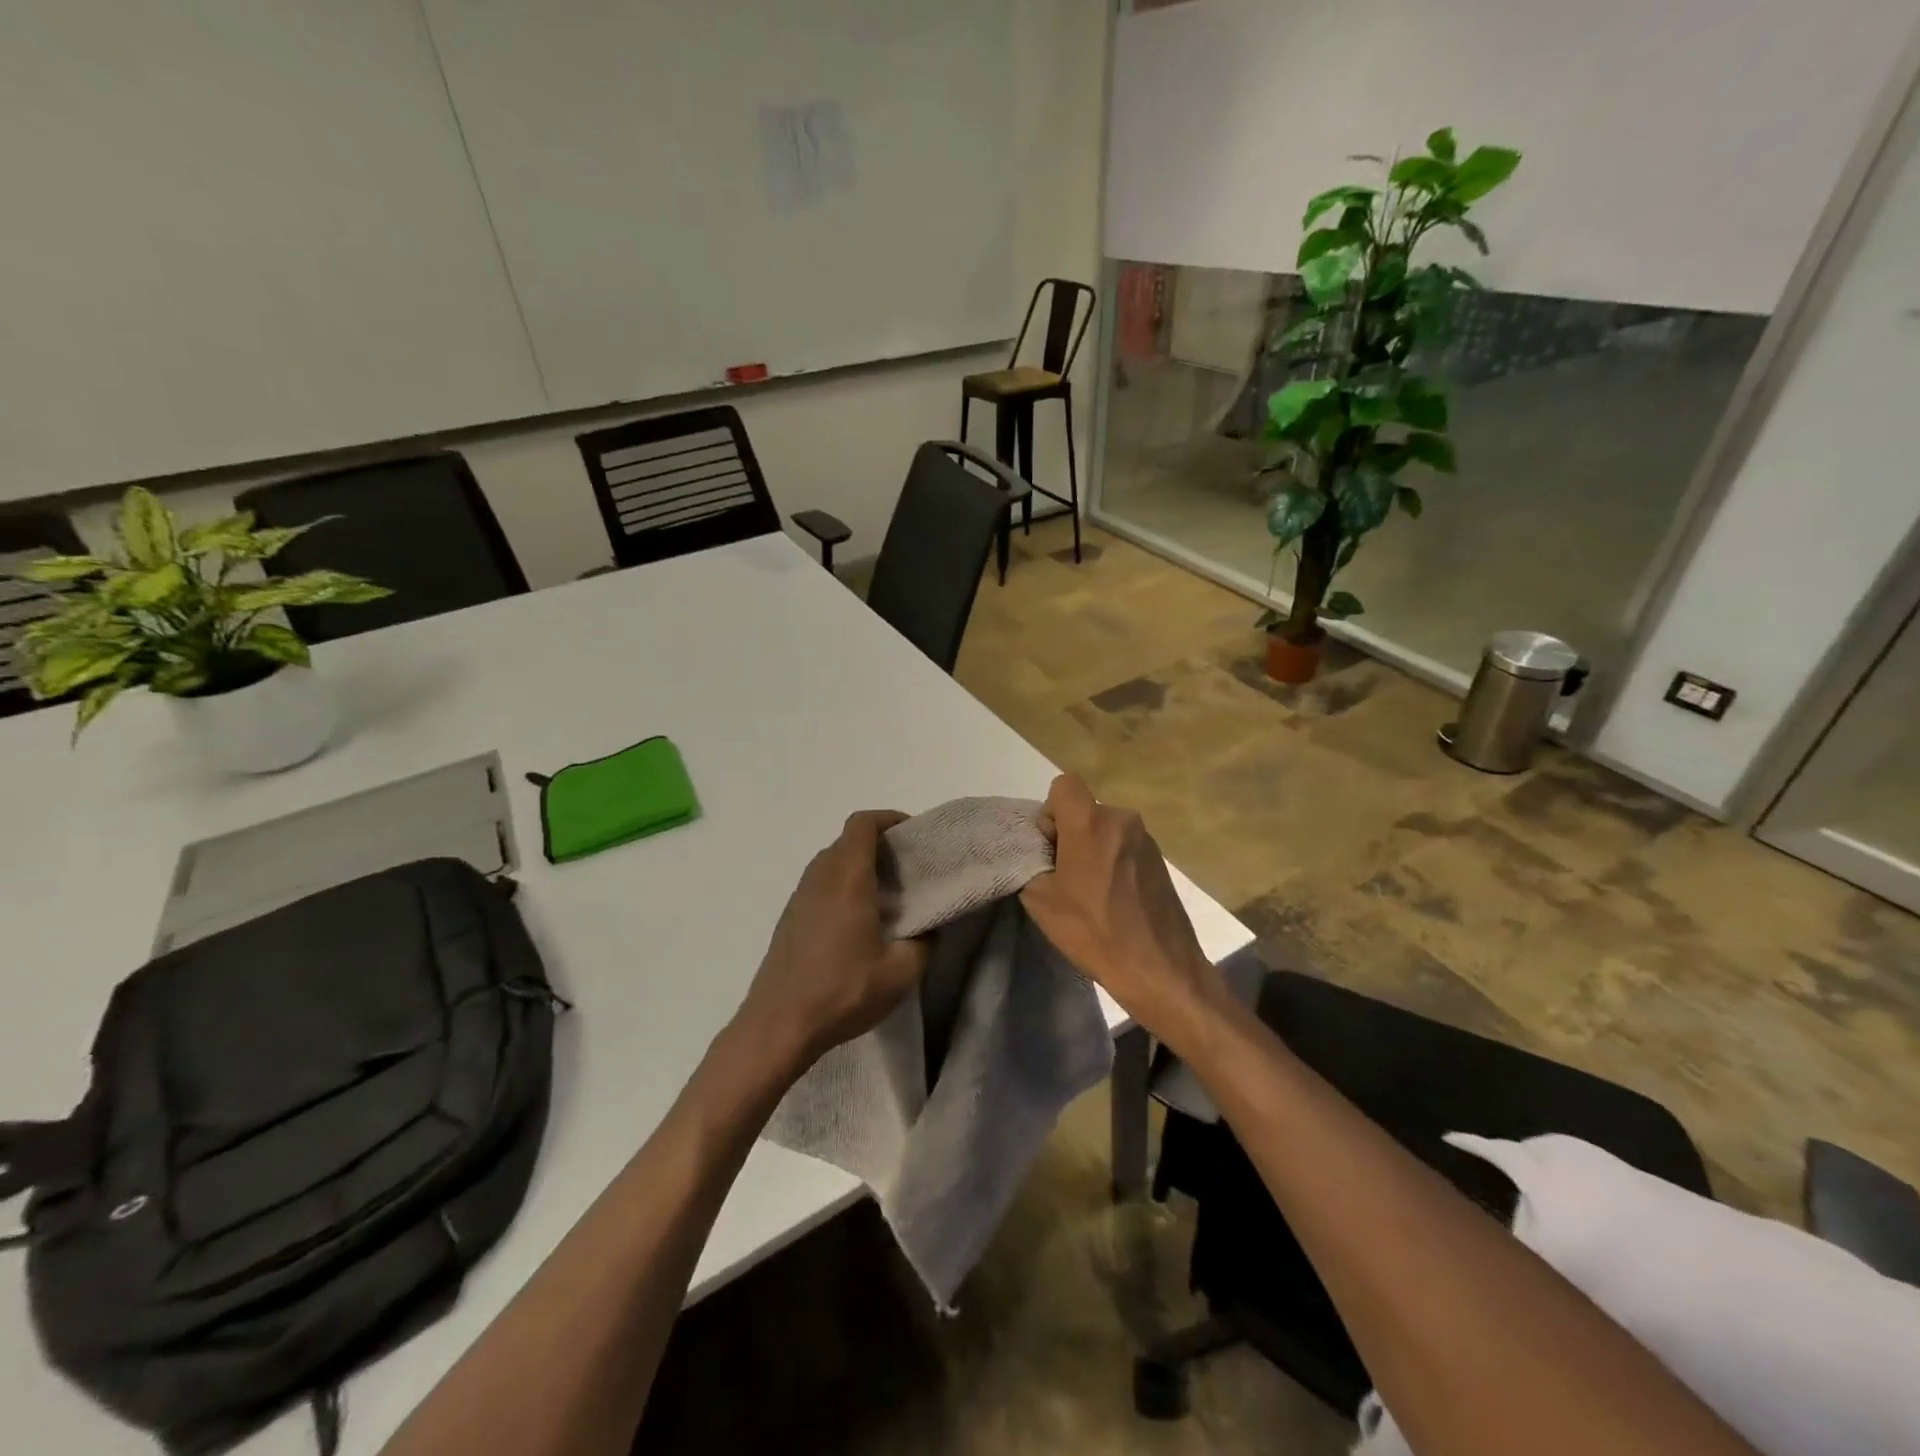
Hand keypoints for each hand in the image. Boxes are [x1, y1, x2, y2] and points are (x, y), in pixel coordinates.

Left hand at [732, 811, 928, 1075]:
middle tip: (907, 867)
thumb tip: (929, 928)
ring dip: (858, 866)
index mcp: (847, 879)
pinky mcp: (788, 919)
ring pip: (831, 863)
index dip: (888, 818)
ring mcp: (799, 897)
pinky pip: (819, 885)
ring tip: (886, 895)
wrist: (777, 1026)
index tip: (912, 833)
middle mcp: (820, 878)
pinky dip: (841, 887)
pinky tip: (857, 923)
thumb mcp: (900, 973)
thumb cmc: (841, 992)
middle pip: (848, 841)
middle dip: (878, 844)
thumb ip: (923, 943)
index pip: (862, 824)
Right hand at [1021, 775, 1223, 1049]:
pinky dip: (1114, 862)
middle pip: (1085, 810)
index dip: (1050, 812)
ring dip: (1094, 849)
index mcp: (1091, 822)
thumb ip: (1032, 863)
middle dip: (1070, 834)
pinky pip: (1125, 846)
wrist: (1159, 968)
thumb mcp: (1040, 901)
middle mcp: (1122, 819)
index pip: (1064, 785)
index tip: (1051, 848)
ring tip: (1092, 893)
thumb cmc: (1094, 932)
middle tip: (1066, 877)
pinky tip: (1115, 899)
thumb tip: (1041, 853)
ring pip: (1105, 829)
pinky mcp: (1161, 859)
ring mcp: (1146, 838)